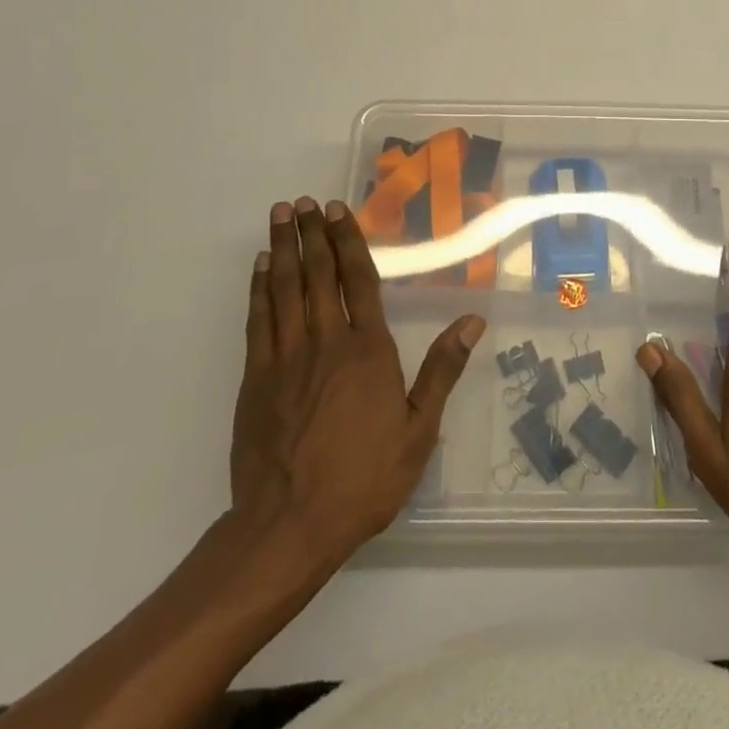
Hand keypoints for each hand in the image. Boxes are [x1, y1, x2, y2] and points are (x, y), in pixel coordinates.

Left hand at [230, 197, 482, 569]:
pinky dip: (259, 288)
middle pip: (318, 274)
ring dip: (284, 248)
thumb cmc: (364, 479)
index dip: (348, 241)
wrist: (290, 526)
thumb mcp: (419, 431)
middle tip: (302, 201)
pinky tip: (261, 266)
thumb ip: (442, 370)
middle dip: (311, 233)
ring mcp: (286, 357)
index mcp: (369, 349)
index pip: (358, 280)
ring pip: (285, 289)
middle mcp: (327, 341)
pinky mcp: (256, 378)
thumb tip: (472, 321)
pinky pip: (258, 321)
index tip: (336, 211)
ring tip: (279, 214)